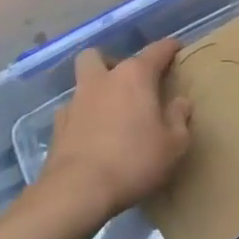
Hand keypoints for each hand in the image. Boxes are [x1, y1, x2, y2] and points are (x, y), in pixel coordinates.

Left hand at [38, 41, 192, 227]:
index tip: (177, 48)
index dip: (169, 48)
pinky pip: (72, 111)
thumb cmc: (134, 160)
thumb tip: (180, 102)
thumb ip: (179, 118)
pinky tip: (92, 136)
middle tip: (128, 82)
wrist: (78, 190)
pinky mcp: (58, 126)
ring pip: (82, 81)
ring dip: (96, 90)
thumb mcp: (173, 144)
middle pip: (100, 55)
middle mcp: (102, 80)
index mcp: (134, 76)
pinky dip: (83, 117)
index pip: (156, 51)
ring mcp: (75, 101)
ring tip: (110, 111)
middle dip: (112, 62)